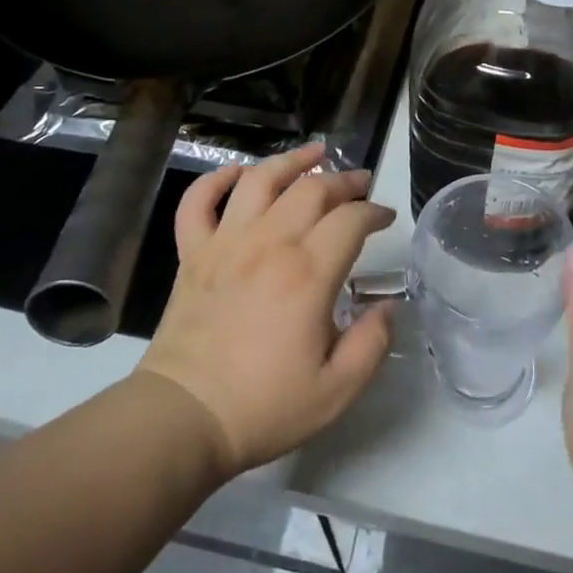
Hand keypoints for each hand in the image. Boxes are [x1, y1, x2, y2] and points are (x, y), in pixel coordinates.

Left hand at [136, 143, 396, 478]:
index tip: (386, 218)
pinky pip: (199, 202)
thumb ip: (373, 342)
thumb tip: (388, 305)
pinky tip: (237, 174)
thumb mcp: (337, 389)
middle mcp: (268, 244)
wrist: (184, 419)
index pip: (351, 219)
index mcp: (308, 273)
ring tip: (314, 153)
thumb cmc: (264, 406)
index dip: (375, 211)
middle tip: (360, 183)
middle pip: (312, 189)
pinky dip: (217, 181)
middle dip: (343, 179)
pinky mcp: (192, 254)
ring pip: (260, 180)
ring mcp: (225, 243)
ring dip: (290, 161)